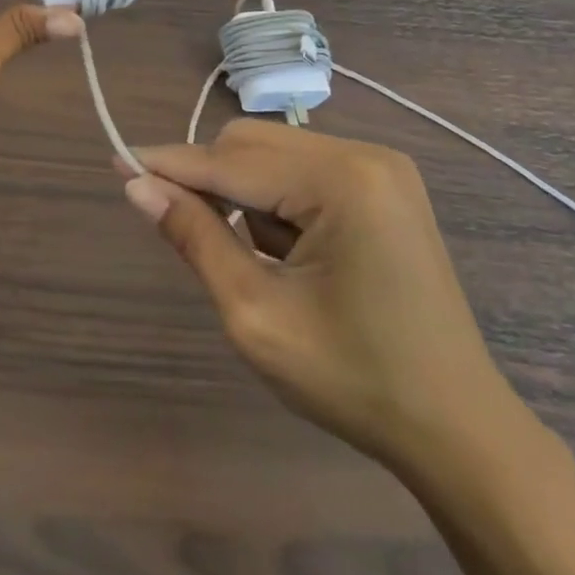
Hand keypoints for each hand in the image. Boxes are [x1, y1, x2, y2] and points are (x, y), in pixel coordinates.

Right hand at [123, 121, 526, 474]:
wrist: (458, 430)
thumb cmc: (354, 380)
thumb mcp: (256, 315)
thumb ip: (195, 238)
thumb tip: (137, 186)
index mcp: (342, 182)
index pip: (230, 162)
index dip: (168, 164)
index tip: (116, 161)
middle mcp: (364, 154)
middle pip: (251, 143)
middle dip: (210, 181)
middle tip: (190, 236)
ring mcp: (381, 167)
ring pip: (274, 154)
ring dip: (245, 195)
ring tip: (262, 264)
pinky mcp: (385, 185)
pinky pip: (304, 170)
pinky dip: (277, 201)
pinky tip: (292, 255)